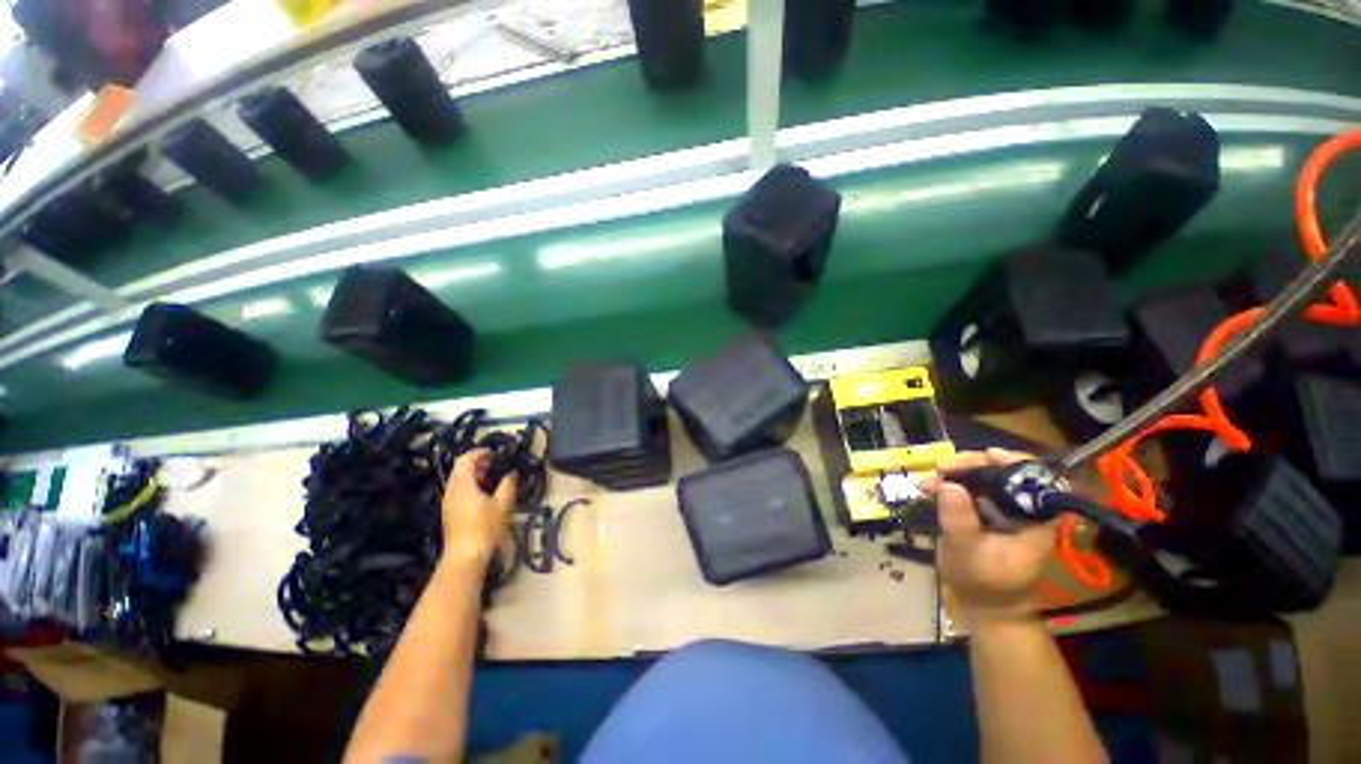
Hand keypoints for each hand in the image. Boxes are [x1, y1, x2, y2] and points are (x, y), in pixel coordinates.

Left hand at [441, 450, 516, 567]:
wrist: (465, 555)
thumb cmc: (485, 527)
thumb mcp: (503, 504)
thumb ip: (508, 485)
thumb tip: (512, 473)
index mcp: (462, 485)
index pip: (465, 460)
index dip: (479, 453)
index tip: (494, 453)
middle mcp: (451, 492)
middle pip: (459, 470)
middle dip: (477, 464)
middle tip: (495, 464)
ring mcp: (448, 503)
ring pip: (458, 481)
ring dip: (473, 476)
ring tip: (492, 479)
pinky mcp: (449, 514)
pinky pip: (458, 492)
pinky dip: (470, 487)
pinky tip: (484, 495)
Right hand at [934, 448, 1056, 625]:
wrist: (986, 606)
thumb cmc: (984, 584)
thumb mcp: (968, 553)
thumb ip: (960, 520)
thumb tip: (948, 484)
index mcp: (1035, 519)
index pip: (1035, 479)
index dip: (1013, 462)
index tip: (985, 456)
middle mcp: (1023, 509)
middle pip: (1005, 472)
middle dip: (973, 464)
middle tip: (943, 466)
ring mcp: (1005, 510)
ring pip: (985, 478)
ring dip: (958, 472)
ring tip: (932, 477)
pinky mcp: (987, 513)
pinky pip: (972, 489)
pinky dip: (952, 483)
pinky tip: (932, 486)